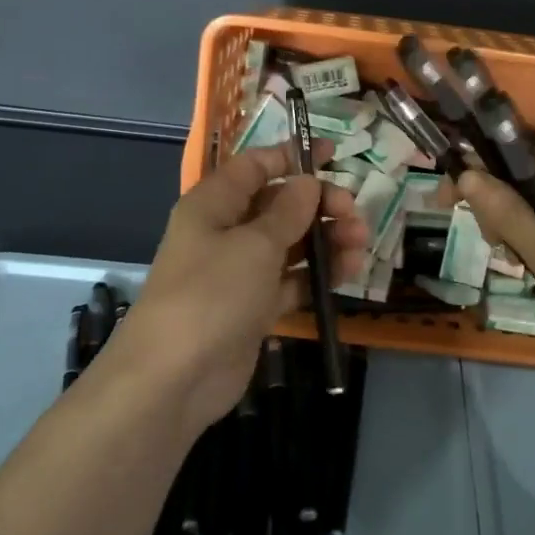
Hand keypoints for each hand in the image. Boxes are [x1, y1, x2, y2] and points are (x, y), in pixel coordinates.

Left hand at [115, 144, 368, 431]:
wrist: (174, 378)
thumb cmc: (212, 294)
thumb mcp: (255, 245)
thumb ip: (288, 211)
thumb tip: (308, 182)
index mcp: (214, 204)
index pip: (255, 166)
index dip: (293, 157)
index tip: (335, 156)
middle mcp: (226, 232)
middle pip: (279, 205)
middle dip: (320, 205)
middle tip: (354, 215)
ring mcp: (239, 272)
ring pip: (290, 244)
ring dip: (326, 241)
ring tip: (360, 247)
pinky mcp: (253, 307)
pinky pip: (291, 280)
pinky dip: (317, 275)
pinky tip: (347, 274)